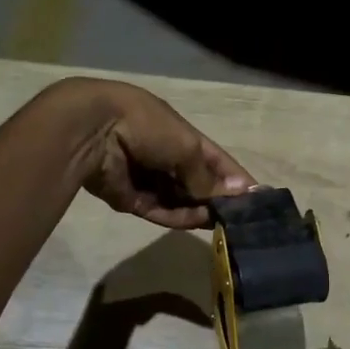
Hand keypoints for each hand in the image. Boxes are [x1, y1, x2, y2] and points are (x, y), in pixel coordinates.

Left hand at [62, 79, 253, 227]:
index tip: (256, 198)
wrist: (93, 131)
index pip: (215, 160)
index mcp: (180, 135)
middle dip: (217, 199)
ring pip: (181, 201)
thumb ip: (207, 176)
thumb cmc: (146, 126)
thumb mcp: (186, 146)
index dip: (235, 178)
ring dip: (199, 210)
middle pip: (198, 184)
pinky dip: (177, 217)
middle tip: (239, 218)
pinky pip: (160, 211)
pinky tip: (195, 221)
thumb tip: (233, 194)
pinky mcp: (132, 200)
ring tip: (219, 221)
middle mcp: (166, 157)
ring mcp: (149, 180)